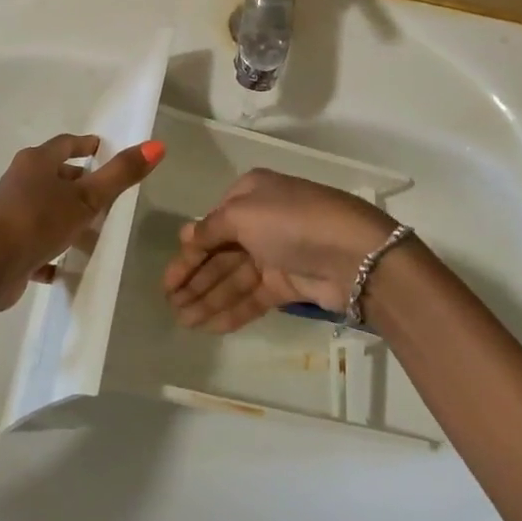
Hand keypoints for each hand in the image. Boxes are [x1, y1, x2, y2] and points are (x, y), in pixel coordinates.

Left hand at [0, 134, 164, 325]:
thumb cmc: (37, 222)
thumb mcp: (86, 199)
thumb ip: (121, 174)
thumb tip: (158, 145)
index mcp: (36, 162)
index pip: (65, 144)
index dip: (85, 145)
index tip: (102, 148)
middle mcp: (20, 182)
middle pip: (53, 175)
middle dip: (77, 181)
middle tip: (104, 191)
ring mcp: (11, 213)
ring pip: (45, 209)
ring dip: (66, 216)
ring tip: (93, 229)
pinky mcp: (7, 244)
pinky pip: (35, 242)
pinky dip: (52, 249)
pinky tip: (66, 265)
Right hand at [161, 168, 397, 332]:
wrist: (354, 254)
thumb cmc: (292, 222)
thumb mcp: (243, 213)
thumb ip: (210, 228)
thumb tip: (186, 237)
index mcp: (250, 194)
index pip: (210, 225)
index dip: (188, 254)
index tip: (167, 282)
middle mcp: (261, 220)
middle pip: (220, 254)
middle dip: (194, 280)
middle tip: (170, 307)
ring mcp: (276, 253)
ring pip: (234, 278)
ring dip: (207, 299)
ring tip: (183, 323)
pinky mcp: (289, 284)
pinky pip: (253, 297)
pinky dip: (231, 310)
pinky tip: (209, 326)